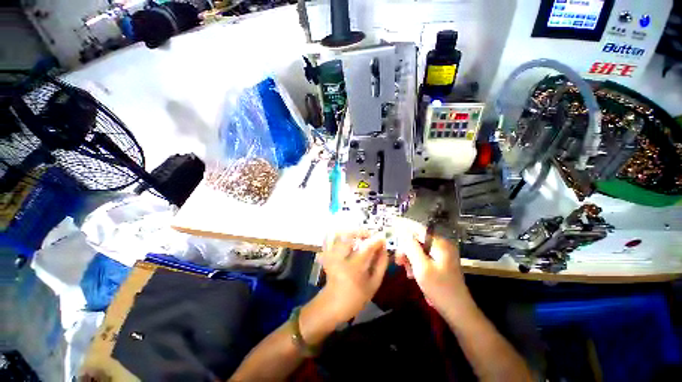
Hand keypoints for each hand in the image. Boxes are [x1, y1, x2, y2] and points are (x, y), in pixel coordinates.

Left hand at [317, 231, 389, 323]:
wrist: (331, 305)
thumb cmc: (355, 298)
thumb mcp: (373, 285)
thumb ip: (380, 266)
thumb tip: (384, 250)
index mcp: (354, 268)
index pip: (367, 247)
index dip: (376, 240)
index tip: (383, 239)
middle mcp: (341, 258)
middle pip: (350, 236)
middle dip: (362, 232)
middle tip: (370, 236)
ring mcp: (332, 255)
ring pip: (342, 236)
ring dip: (354, 234)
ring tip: (363, 238)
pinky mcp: (328, 254)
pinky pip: (337, 240)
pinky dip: (345, 238)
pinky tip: (353, 243)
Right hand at [394, 221, 470, 314]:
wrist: (458, 312)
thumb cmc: (440, 289)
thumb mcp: (421, 267)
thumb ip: (411, 247)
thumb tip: (402, 231)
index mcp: (440, 244)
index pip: (418, 229)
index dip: (404, 226)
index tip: (392, 224)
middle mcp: (442, 246)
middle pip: (417, 240)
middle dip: (406, 249)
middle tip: (399, 261)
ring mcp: (442, 255)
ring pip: (419, 250)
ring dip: (410, 258)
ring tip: (408, 272)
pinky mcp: (440, 263)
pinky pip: (423, 258)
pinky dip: (416, 264)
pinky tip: (413, 275)